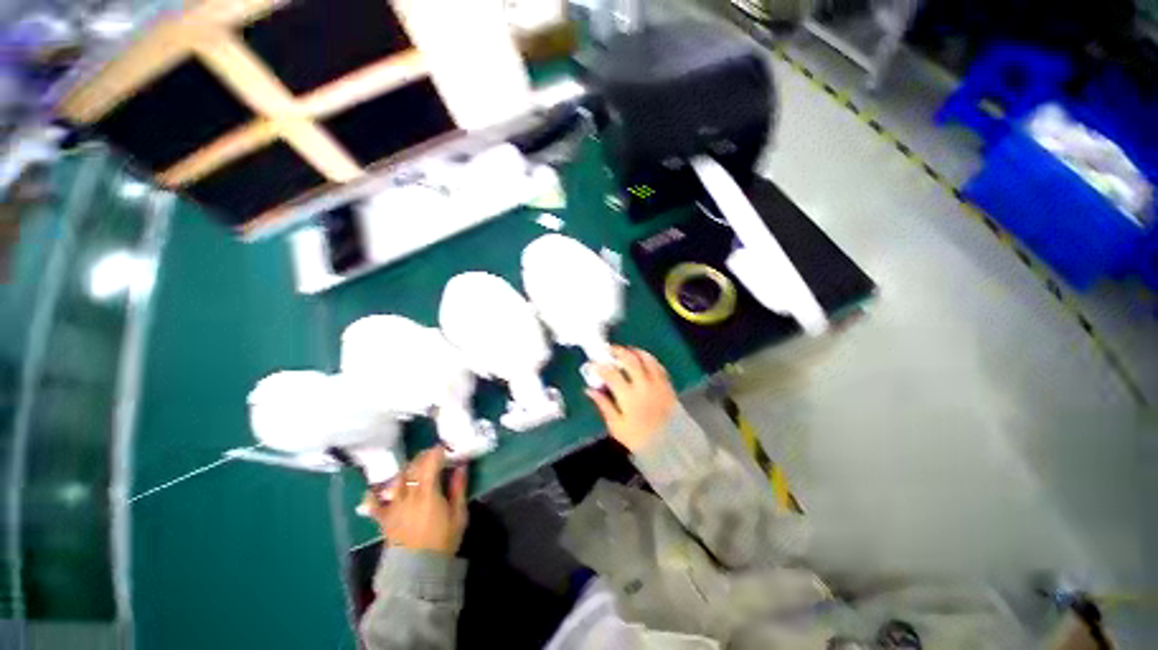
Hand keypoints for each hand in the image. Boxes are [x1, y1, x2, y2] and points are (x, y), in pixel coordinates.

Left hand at [363, 447, 467, 554]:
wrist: (417, 572)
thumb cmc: (443, 542)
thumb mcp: (458, 515)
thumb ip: (458, 488)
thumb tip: (461, 466)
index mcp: (428, 492)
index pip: (431, 462)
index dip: (438, 451)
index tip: (445, 448)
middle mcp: (408, 494)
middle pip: (413, 466)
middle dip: (424, 456)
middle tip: (433, 455)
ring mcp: (393, 506)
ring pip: (396, 478)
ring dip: (406, 469)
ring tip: (414, 468)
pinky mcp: (384, 518)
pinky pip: (373, 503)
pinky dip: (374, 493)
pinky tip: (378, 488)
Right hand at [587, 345, 675, 453]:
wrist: (669, 446)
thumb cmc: (639, 438)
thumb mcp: (616, 426)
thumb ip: (603, 405)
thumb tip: (589, 390)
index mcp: (628, 396)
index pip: (611, 374)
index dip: (599, 366)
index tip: (592, 364)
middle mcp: (643, 385)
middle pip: (630, 360)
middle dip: (618, 351)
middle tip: (610, 349)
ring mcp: (657, 384)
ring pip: (646, 359)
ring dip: (635, 351)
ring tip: (626, 350)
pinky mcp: (667, 385)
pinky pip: (658, 366)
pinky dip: (650, 359)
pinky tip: (644, 359)